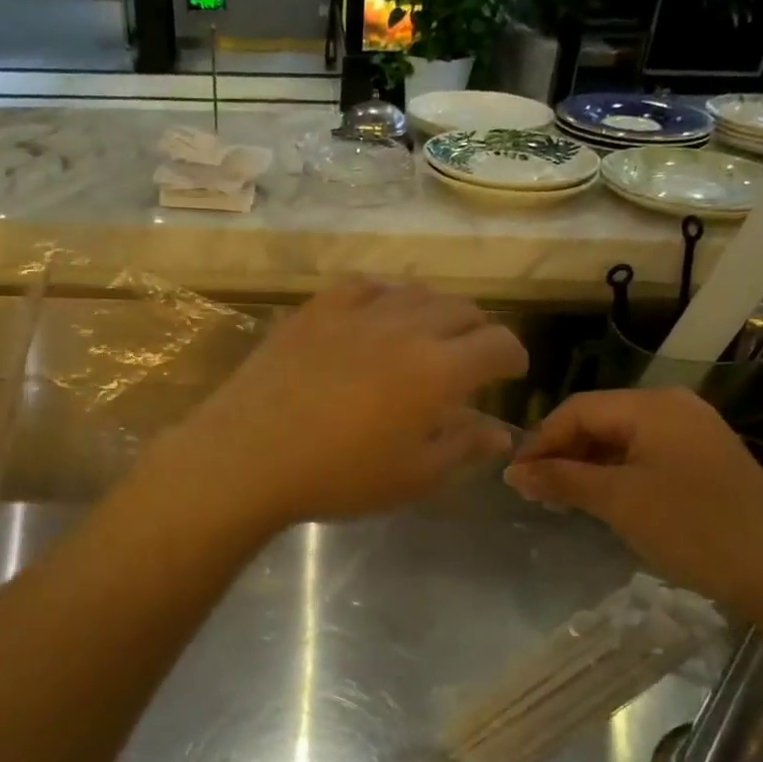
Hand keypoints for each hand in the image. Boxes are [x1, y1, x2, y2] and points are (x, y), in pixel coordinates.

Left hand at [154, 279, 526, 528]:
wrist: (248, 455)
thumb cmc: (338, 477)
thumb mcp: (412, 477)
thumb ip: (463, 447)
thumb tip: (502, 432)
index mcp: (440, 370)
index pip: (498, 344)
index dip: (513, 356)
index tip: (509, 373)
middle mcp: (406, 327)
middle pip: (462, 309)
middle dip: (478, 331)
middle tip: (471, 357)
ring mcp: (357, 312)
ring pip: (415, 292)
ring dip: (435, 310)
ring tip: (428, 334)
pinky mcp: (316, 309)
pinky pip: (363, 284)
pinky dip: (385, 295)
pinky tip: (378, 313)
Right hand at [504, 387, 762, 619]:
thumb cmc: (693, 527)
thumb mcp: (618, 501)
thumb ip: (561, 480)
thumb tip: (513, 472)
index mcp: (652, 406)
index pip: (576, 409)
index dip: (540, 441)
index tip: (515, 478)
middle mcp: (673, 409)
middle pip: (598, 421)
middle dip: (562, 454)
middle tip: (536, 493)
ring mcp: (692, 435)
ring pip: (619, 440)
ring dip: (585, 467)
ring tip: (562, 501)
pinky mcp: (704, 462)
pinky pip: (644, 457)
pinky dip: (615, 475)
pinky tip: (601, 502)